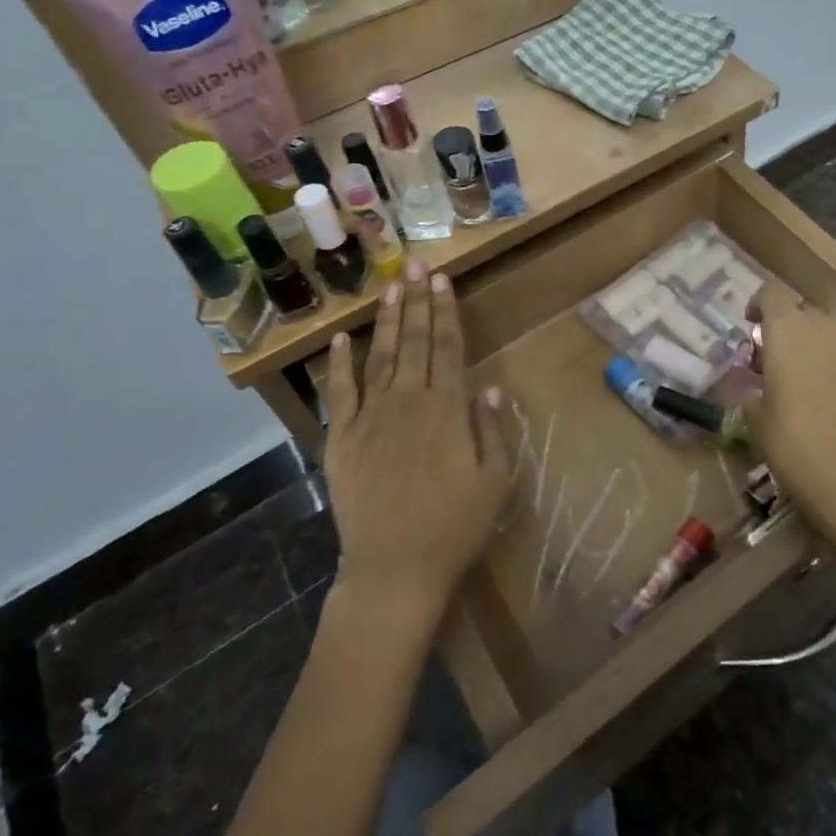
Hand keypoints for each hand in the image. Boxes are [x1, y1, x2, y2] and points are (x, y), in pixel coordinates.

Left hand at [322, 259, 511, 621]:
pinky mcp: (342, 439)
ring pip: (381, 357)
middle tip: (416, 264)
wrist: (394, 570)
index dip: (447, 311)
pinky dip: (340, 364)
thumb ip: (491, 428)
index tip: (443, 280)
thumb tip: (487, 385)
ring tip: (391, 286)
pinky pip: (340, 393)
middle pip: (416, 342)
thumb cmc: (455, 527)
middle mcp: (409, 402)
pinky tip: (343, 338)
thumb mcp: (496, 480)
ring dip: (388, 320)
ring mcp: (371, 418)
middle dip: (418, 301)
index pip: (449, 347)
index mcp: (448, 409)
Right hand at [747, 284, 835, 558]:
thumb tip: (756, 391)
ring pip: (828, 333)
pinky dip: (835, 366)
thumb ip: (754, 392)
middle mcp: (823, 328)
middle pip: (802, 311)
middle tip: (772, 359)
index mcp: (787, 330)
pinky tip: (830, 398)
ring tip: (801, 379)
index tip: (750, 325)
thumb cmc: (791, 441)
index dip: (758, 305)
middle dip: (786, 328)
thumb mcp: (756, 418)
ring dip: (812, 346)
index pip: (771, 294)